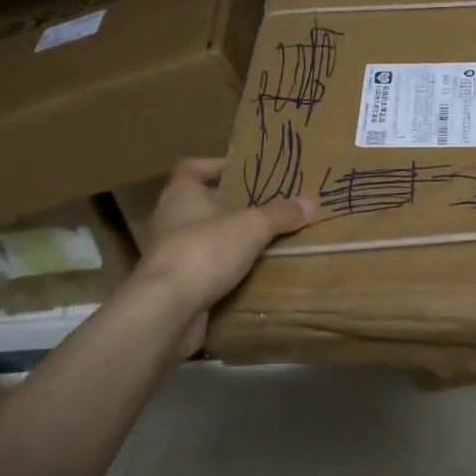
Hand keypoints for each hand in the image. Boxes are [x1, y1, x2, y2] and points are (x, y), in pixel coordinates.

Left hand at [132, 158, 315, 355]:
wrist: (166, 310)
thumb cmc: (204, 252)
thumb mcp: (251, 227)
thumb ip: (280, 214)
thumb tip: (309, 203)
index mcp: (181, 194)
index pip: (192, 167)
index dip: (217, 166)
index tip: (246, 172)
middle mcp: (169, 219)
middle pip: (201, 203)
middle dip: (232, 205)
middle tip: (266, 207)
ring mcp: (169, 253)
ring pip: (204, 238)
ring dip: (229, 240)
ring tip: (264, 240)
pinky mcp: (174, 284)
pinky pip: (204, 269)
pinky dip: (224, 270)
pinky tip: (250, 274)